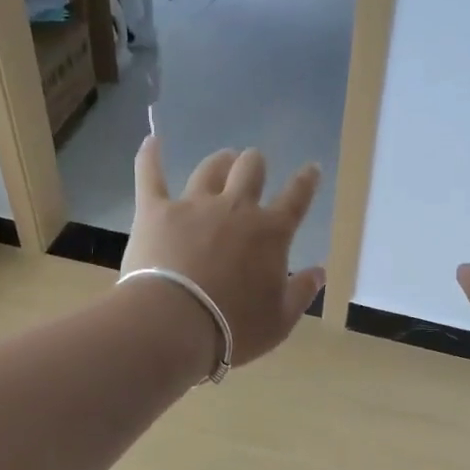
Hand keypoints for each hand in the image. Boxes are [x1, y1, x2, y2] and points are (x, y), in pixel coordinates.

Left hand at [124, 137, 325, 369]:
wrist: (175, 324)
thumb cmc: (234, 328)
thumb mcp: (280, 320)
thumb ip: (302, 292)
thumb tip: (319, 271)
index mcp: (271, 233)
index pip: (296, 198)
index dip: (306, 181)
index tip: (311, 169)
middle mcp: (236, 208)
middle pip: (251, 170)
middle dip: (256, 164)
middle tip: (255, 167)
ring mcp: (194, 205)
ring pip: (210, 168)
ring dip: (220, 161)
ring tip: (223, 159)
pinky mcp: (155, 211)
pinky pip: (151, 175)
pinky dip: (150, 156)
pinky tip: (152, 141)